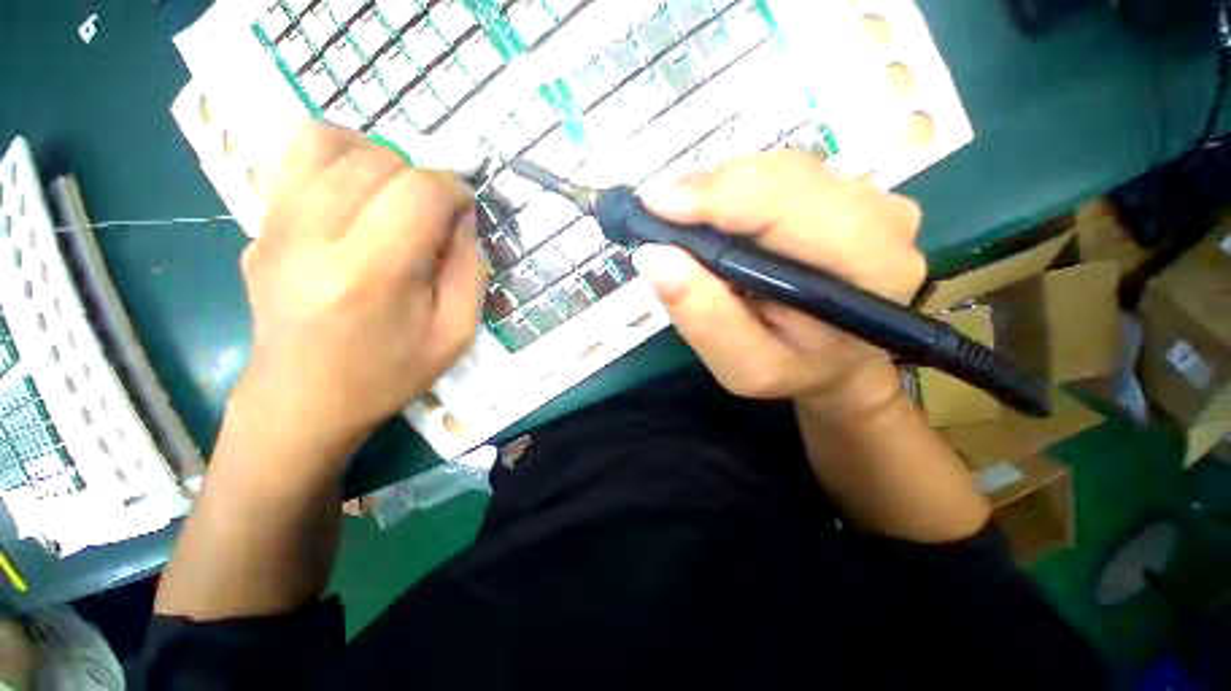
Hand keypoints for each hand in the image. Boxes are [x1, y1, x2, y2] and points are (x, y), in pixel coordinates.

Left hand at [234, 122, 483, 458]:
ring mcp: (274, 226)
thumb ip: (470, 269)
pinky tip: (357, 194)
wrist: (301, 401)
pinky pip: (295, 156)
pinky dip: (338, 157)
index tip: (465, 212)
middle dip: (421, 178)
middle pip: (377, 161)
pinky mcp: (258, 224)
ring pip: (329, 141)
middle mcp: (311, 238)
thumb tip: (461, 216)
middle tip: (432, 216)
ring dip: (379, 159)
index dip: (455, 190)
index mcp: (369, 276)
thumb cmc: (388, 374)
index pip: (419, 192)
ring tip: (395, 197)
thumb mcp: (456, 333)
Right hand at [633, 150, 924, 417]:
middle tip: (658, 211)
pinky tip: (716, 215)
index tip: (652, 204)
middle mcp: (882, 217)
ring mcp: (871, 196)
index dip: (714, 197)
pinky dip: (738, 188)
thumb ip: (703, 316)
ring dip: (721, 188)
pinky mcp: (851, 191)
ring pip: (778, 167)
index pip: (785, 206)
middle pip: (780, 175)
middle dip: (710, 189)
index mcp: (867, 266)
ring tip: (683, 217)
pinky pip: (782, 172)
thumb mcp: (742, 365)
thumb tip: (655, 256)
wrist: (839, 362)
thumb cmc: (793, 370)